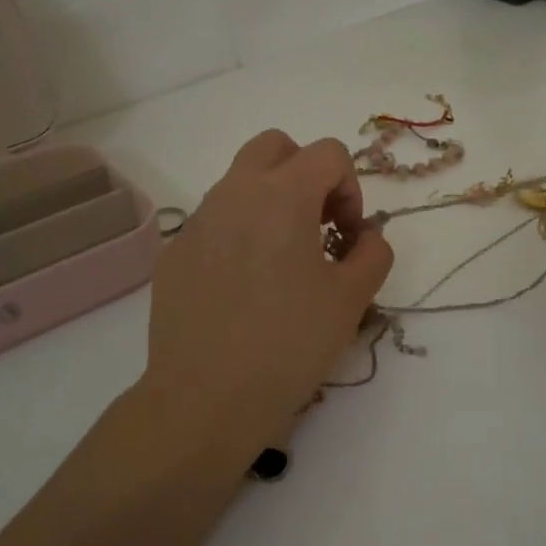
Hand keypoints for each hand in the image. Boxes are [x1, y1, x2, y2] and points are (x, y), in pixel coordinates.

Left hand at [142, 130, 393, 455]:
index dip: (350, 188)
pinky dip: (237, 235)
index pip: (327, 153)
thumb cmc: (288, 344)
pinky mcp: (173, 254)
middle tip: (317, 226)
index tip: (348, 236)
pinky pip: (213, 223)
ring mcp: (196, 222)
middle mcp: (233, 194)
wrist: (205, 399)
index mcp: (281, 195)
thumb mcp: (351, 300)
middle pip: (275, 147)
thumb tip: (365, 237)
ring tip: (282, 263)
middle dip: (305, 173)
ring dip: (269, 203)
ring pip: (239, 183)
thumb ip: (372, 254)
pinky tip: (243, 290)